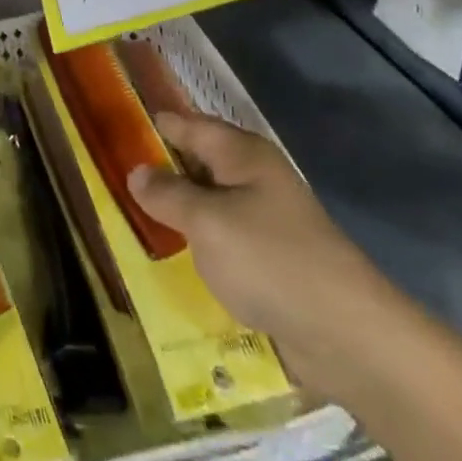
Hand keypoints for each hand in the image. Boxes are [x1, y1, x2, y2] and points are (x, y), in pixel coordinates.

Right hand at [127, 112, 389, 391]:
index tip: (117, 126)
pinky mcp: (272, 262)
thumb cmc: (270, 260)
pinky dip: (199, 246)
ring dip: (178, 212)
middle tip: (114, 176)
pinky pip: (224, 242)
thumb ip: (168, 194)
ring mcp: (266, 221)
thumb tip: (137, 172)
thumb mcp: (206, 222)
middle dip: (161, 170)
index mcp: (242, 154)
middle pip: (199, 163)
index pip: (189, 124)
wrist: (347, 336)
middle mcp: (255, 178)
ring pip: (210, 205)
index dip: (154, 124)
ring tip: (133, 217)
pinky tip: (173, 260)